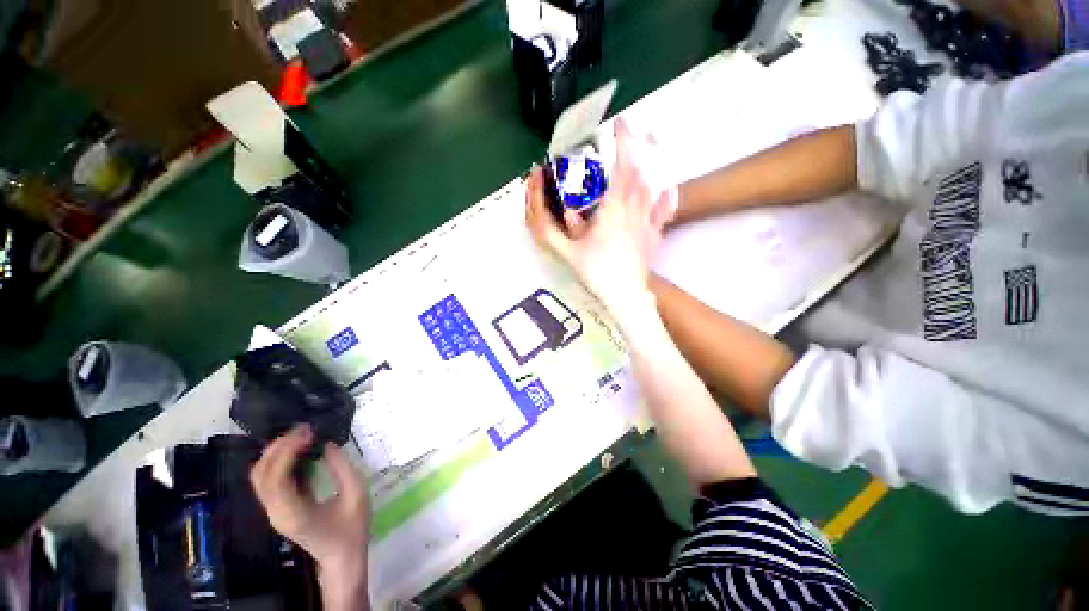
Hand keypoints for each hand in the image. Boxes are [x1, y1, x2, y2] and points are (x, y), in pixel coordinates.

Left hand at [250, 425, 369, 608]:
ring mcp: (274, 511)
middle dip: (277, 447)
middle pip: (260, 475)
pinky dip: (279, 461)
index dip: (287, 451)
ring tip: (300, 435)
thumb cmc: (352, 529)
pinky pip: (270, 481)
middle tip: (304, 429)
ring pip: (260, 477)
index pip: (275, 478)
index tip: (309, 432)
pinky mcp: (279, 508)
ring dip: (275, 452)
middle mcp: (276, 512)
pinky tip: (298, 450)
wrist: (342, 559)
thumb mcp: (356, 494)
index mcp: (293, 512)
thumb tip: (328, 444)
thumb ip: (341, 467)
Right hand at [526, 119, 673, 322]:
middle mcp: (634, 210)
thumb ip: (550, 229)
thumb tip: (551, 206)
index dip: (624, 143)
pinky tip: (668, 187)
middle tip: (640, 128)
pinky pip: (664, 211)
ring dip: (654, 163)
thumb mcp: (566, 251)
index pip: (623, 168)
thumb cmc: (595, 272)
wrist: (624, 295)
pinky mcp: (655, 236)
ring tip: (654, 144)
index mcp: (612, 210)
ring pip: (654, 187)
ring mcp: (648, 222)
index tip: (621, 123)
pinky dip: (667, 196)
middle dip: (640, 147)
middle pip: (642, 172)